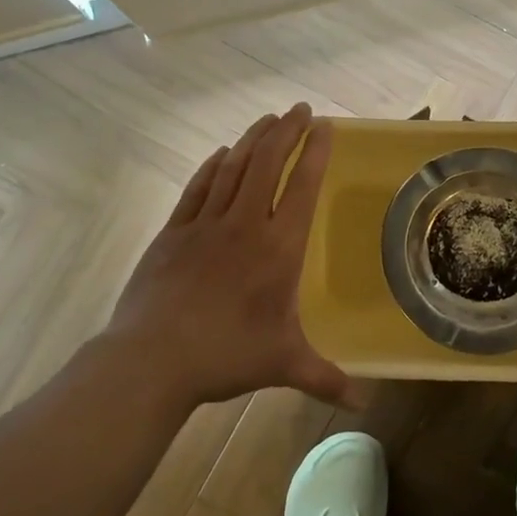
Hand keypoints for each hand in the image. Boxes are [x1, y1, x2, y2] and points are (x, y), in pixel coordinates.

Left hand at [92, 103, 354, 411]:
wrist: (152, 359)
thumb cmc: (226, 355)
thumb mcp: (284, 364)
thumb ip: (326, 378)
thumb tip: (364, 406)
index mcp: (278, 248)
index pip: (302, 186)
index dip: (315, 152)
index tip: (325, 125)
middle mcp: (245, 224)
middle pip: (268, 163)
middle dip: (287, 131)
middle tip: (300, 109)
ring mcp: (205, 224)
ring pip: (233, 167)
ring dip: (253, 139)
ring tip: (268, 119)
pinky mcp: (173, 232)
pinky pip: (198, 188)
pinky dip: (213, 166)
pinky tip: (221, 154)